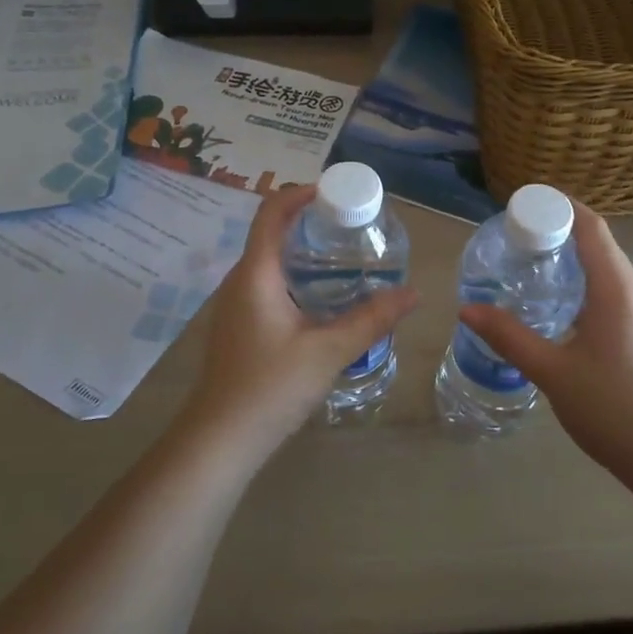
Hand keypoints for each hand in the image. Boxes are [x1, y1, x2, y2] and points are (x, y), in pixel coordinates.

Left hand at [180, 183, 416, 459]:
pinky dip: (295, 276)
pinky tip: (322, 299)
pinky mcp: (238, 325)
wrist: (219, 441)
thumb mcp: (329, 351)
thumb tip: (413, 293)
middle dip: (310, 221)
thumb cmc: (270, 387)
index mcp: (256, 273)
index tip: (336, 192)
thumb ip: (371, 319)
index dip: (301, 192)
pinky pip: (267, 283)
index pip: (272, 211)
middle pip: (271, 232)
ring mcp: (235, 304)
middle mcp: (240, 280)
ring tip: (345, 258)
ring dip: (303, 251)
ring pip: (270, 260)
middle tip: (352, 225)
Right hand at [460, 201, 632, 485]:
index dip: (560, 205)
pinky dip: (585, 281)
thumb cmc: (613, 409)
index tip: (524, 202)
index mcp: (616, 290)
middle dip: (560, 229)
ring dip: (574, 256)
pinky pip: (614, 290)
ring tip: (533, 264)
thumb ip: (509, 337)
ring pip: (608, 268)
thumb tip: (466, 309)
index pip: (591, 227)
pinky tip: (562, 306)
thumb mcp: (553, 372)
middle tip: (517, 235)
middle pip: (599, 242)